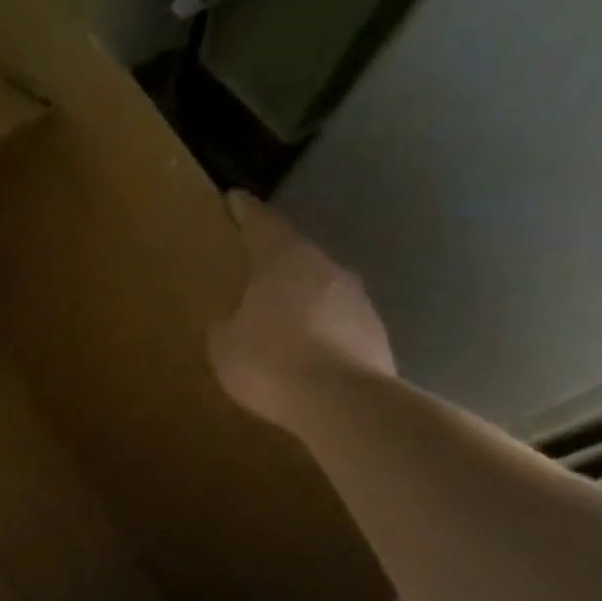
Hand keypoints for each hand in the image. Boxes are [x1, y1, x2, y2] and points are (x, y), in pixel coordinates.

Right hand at [206, 190, 395, 427]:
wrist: (343, 402)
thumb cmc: (270, 360)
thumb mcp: (225, 346)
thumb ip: (226, 326)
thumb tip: (232, 322)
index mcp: (284, 260)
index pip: (261, 224)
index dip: (245, 212)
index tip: (236, 198)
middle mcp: (326, 268)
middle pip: (296, 255)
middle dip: (274, 262)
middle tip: (253, 270)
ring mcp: (358, 300)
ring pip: (321, 289)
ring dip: (301, 299)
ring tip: (278, 319)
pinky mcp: (376, 334)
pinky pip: (337, 323)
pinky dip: (320, 330)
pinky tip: (304, 353)